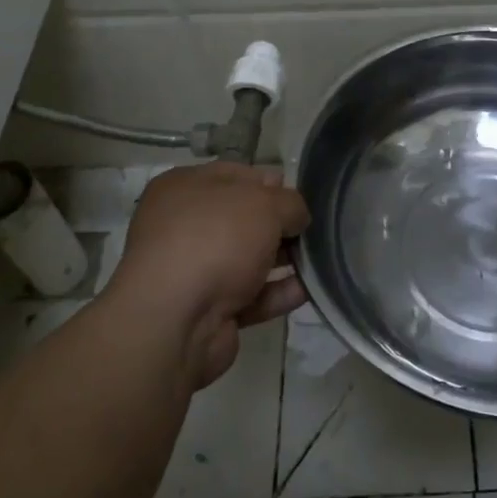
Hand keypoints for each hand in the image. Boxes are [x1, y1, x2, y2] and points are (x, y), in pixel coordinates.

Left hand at [108, 162, 309, 391]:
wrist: (175, 322)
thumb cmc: (216, 240)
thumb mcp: (265, 203)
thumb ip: (290, 203)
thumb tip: (296, 216)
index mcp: (184, 188)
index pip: (235, 175)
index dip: (270, 184)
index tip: (300, 198)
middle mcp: (183, 226)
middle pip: (243, 219)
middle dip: (279, 225)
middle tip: (312, 231)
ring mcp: (192, 271)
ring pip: (248, 259)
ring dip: (283, 260)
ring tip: (320, 260)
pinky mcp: (206, 311)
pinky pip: (250, 296)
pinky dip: (277, 293)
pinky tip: (308, 290)